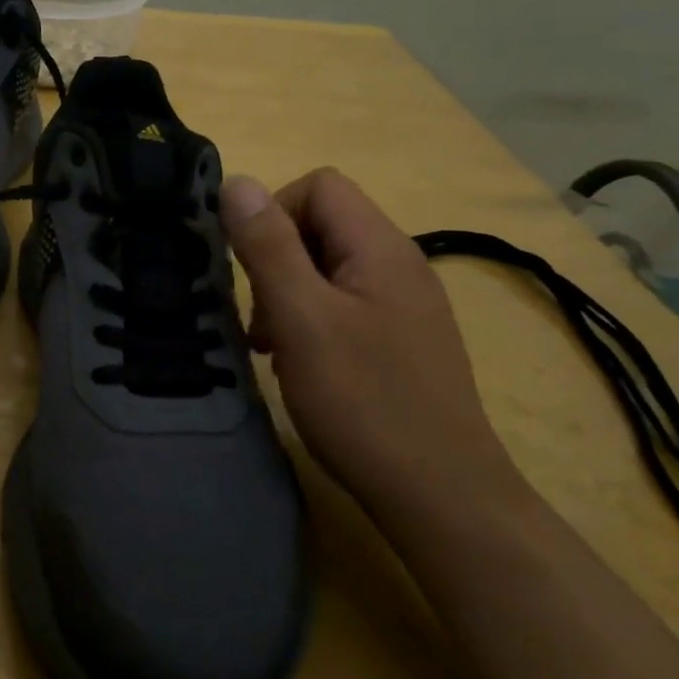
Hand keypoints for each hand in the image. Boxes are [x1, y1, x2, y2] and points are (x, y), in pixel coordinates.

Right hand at [219, 168, 524, 525]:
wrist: (442, 496)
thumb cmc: (364, 401)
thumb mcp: (302, 317)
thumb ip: (268, 246)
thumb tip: (236, 182)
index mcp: (380, 247)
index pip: (319, 186)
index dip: (274, 213)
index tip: (252, 269)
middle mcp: (399, 263)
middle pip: (323, 225)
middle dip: (276, 260)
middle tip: (261, 320)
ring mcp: (405, 304)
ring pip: (328, 268)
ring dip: (289, 294)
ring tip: (274, 346)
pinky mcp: (402, 340)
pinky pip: (344, 304)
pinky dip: (311, 321)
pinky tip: (300, 364)